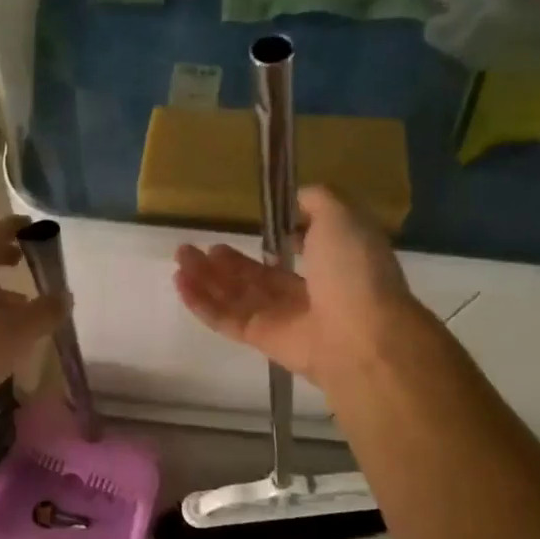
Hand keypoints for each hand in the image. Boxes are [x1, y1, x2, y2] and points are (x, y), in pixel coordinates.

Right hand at [173, 186, 418, 388]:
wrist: (359, 334)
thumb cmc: (353, 270)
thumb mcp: (342, 217)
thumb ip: (318, 202)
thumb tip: (297, 199)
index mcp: (332, 263)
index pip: (300, 252)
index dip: (276, 239)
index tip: (255, 226)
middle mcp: (308, 292)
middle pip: (257, 276)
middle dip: (226, 262)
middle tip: (198, 246)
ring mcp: (283, 319)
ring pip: (237, 296)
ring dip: (207, 277)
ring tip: (182, 257)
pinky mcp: (261, 339)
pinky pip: (226, 319)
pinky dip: (202, 302)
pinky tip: (180, 282)